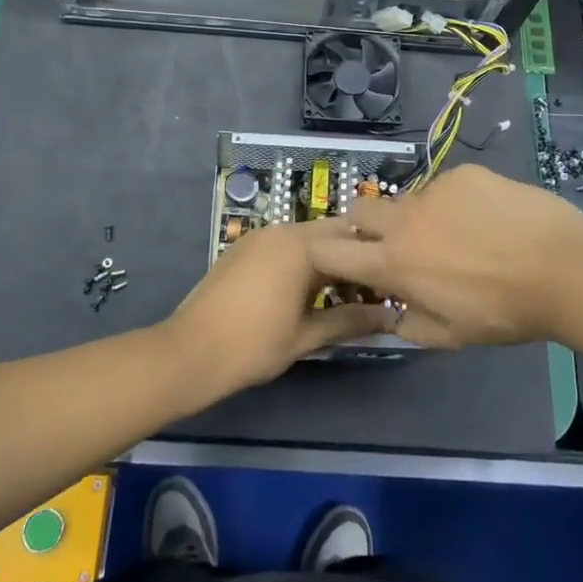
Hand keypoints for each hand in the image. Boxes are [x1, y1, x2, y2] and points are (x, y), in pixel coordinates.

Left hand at [161, 222, 397, 395]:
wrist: (189, 351)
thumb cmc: (253, 345)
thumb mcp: (307, 335)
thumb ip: (350, 320)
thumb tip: (390, 317)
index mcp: (302, 246)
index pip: (354, 240)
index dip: (377, 262)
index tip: (393, 285)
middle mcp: (282, 230)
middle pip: (332, 234)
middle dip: (353, 258)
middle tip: (372, 290)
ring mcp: (260, 236)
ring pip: (308, 238)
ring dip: (328, 259)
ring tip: (344, 295)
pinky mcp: (244, 247)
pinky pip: (285, 245)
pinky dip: (303, 260)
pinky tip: (308, 291)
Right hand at [304, 164, 582, 348]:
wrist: (563, 269)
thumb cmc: (504, 312)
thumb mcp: (450, 336)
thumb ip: (407, 325)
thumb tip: (389, 314)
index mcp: (393, 263)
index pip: (329, 249)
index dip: (326, 253)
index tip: (345, 260)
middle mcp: (403, 220)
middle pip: (359, 210)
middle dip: (366, 225)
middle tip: (398, 243)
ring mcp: (433, 191)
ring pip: (408, 199)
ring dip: (417, 216)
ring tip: (460, 233)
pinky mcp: (463, 174)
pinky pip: (445, 186)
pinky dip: (455, 202)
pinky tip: (488, 217)